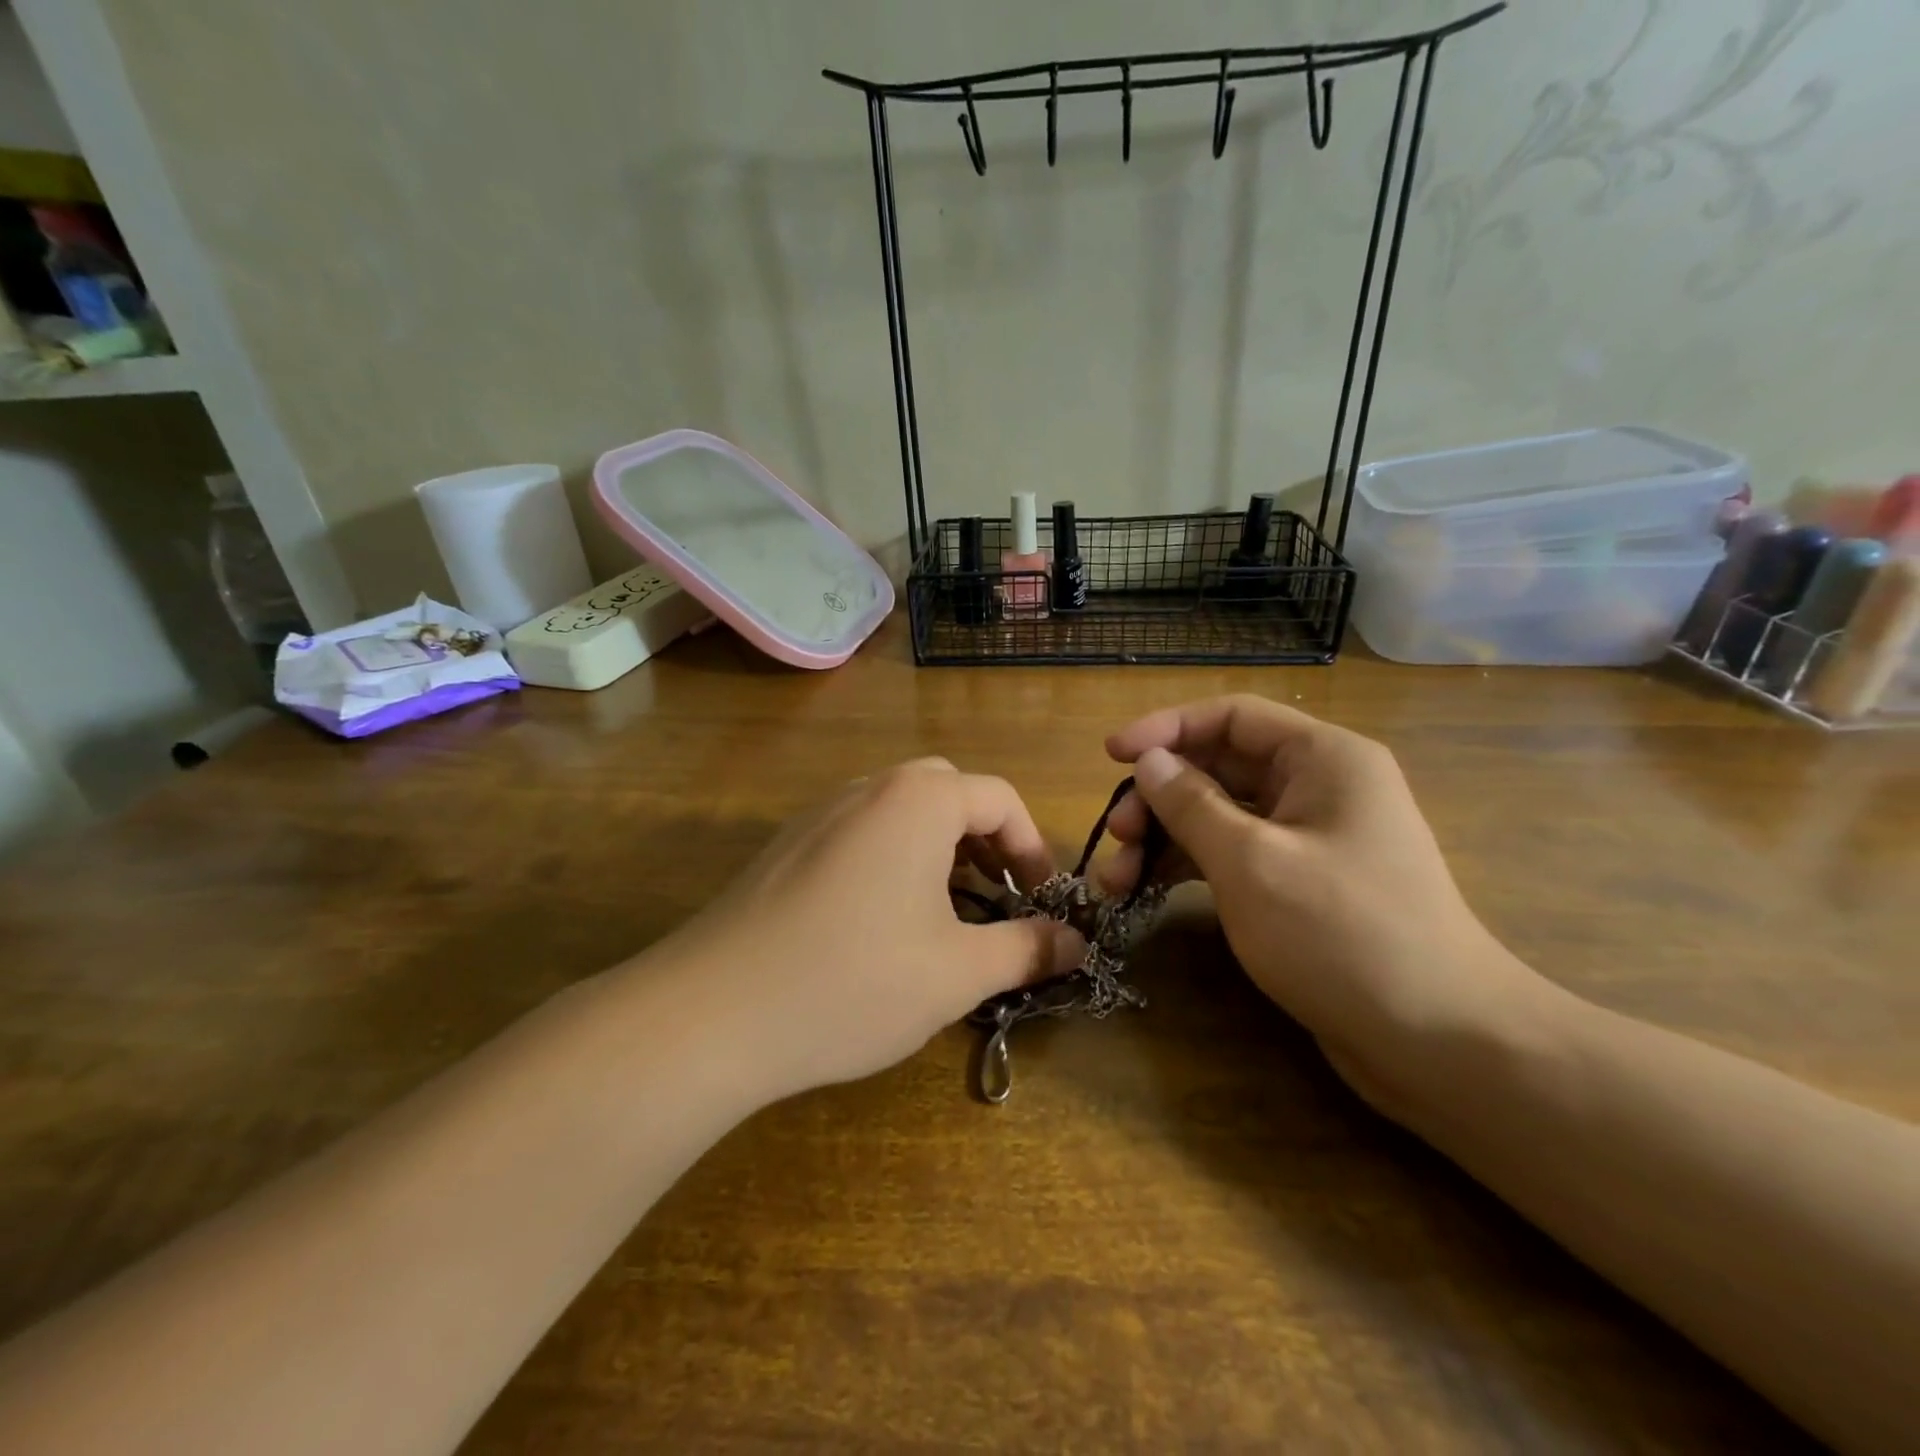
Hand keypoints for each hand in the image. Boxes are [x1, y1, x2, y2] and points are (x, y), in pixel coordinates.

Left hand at [653, 759, 1085, 1100]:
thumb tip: (1076, 942)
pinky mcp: (785, 845)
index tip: (1040, 900)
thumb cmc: (854, 981)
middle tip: (994, 896)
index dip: (1031, 847)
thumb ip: (1026, 949)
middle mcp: (867, 788)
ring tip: (943, 913)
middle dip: (983, 838)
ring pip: (899, 811)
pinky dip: (891, 858)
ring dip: (936, 848)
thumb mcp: (957, 973)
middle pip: (947, 792)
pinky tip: (880, 923)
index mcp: (917, 800)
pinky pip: (858, 832)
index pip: (999, 797)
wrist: (712, 1013)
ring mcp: (818, 813)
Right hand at [1099, 696, 1554, 1117]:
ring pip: (1220, 816)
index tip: (1111, 755)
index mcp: (1323, 759)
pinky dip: (1188, 868)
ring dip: (1164, 838)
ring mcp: (1309, 838)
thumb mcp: (1251, 862)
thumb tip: (1148, 763)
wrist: (1438, 1041)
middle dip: (1160, 796)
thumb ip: (1191, 804)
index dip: (1166, 728)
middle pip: (1220, 767)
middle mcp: (1318, 786)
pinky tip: (1146, 891)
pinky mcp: (1299, 884)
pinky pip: (1232, 855)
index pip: (1231, 717)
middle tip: (1116, 835)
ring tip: (1116, 878)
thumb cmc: (1343, 934)